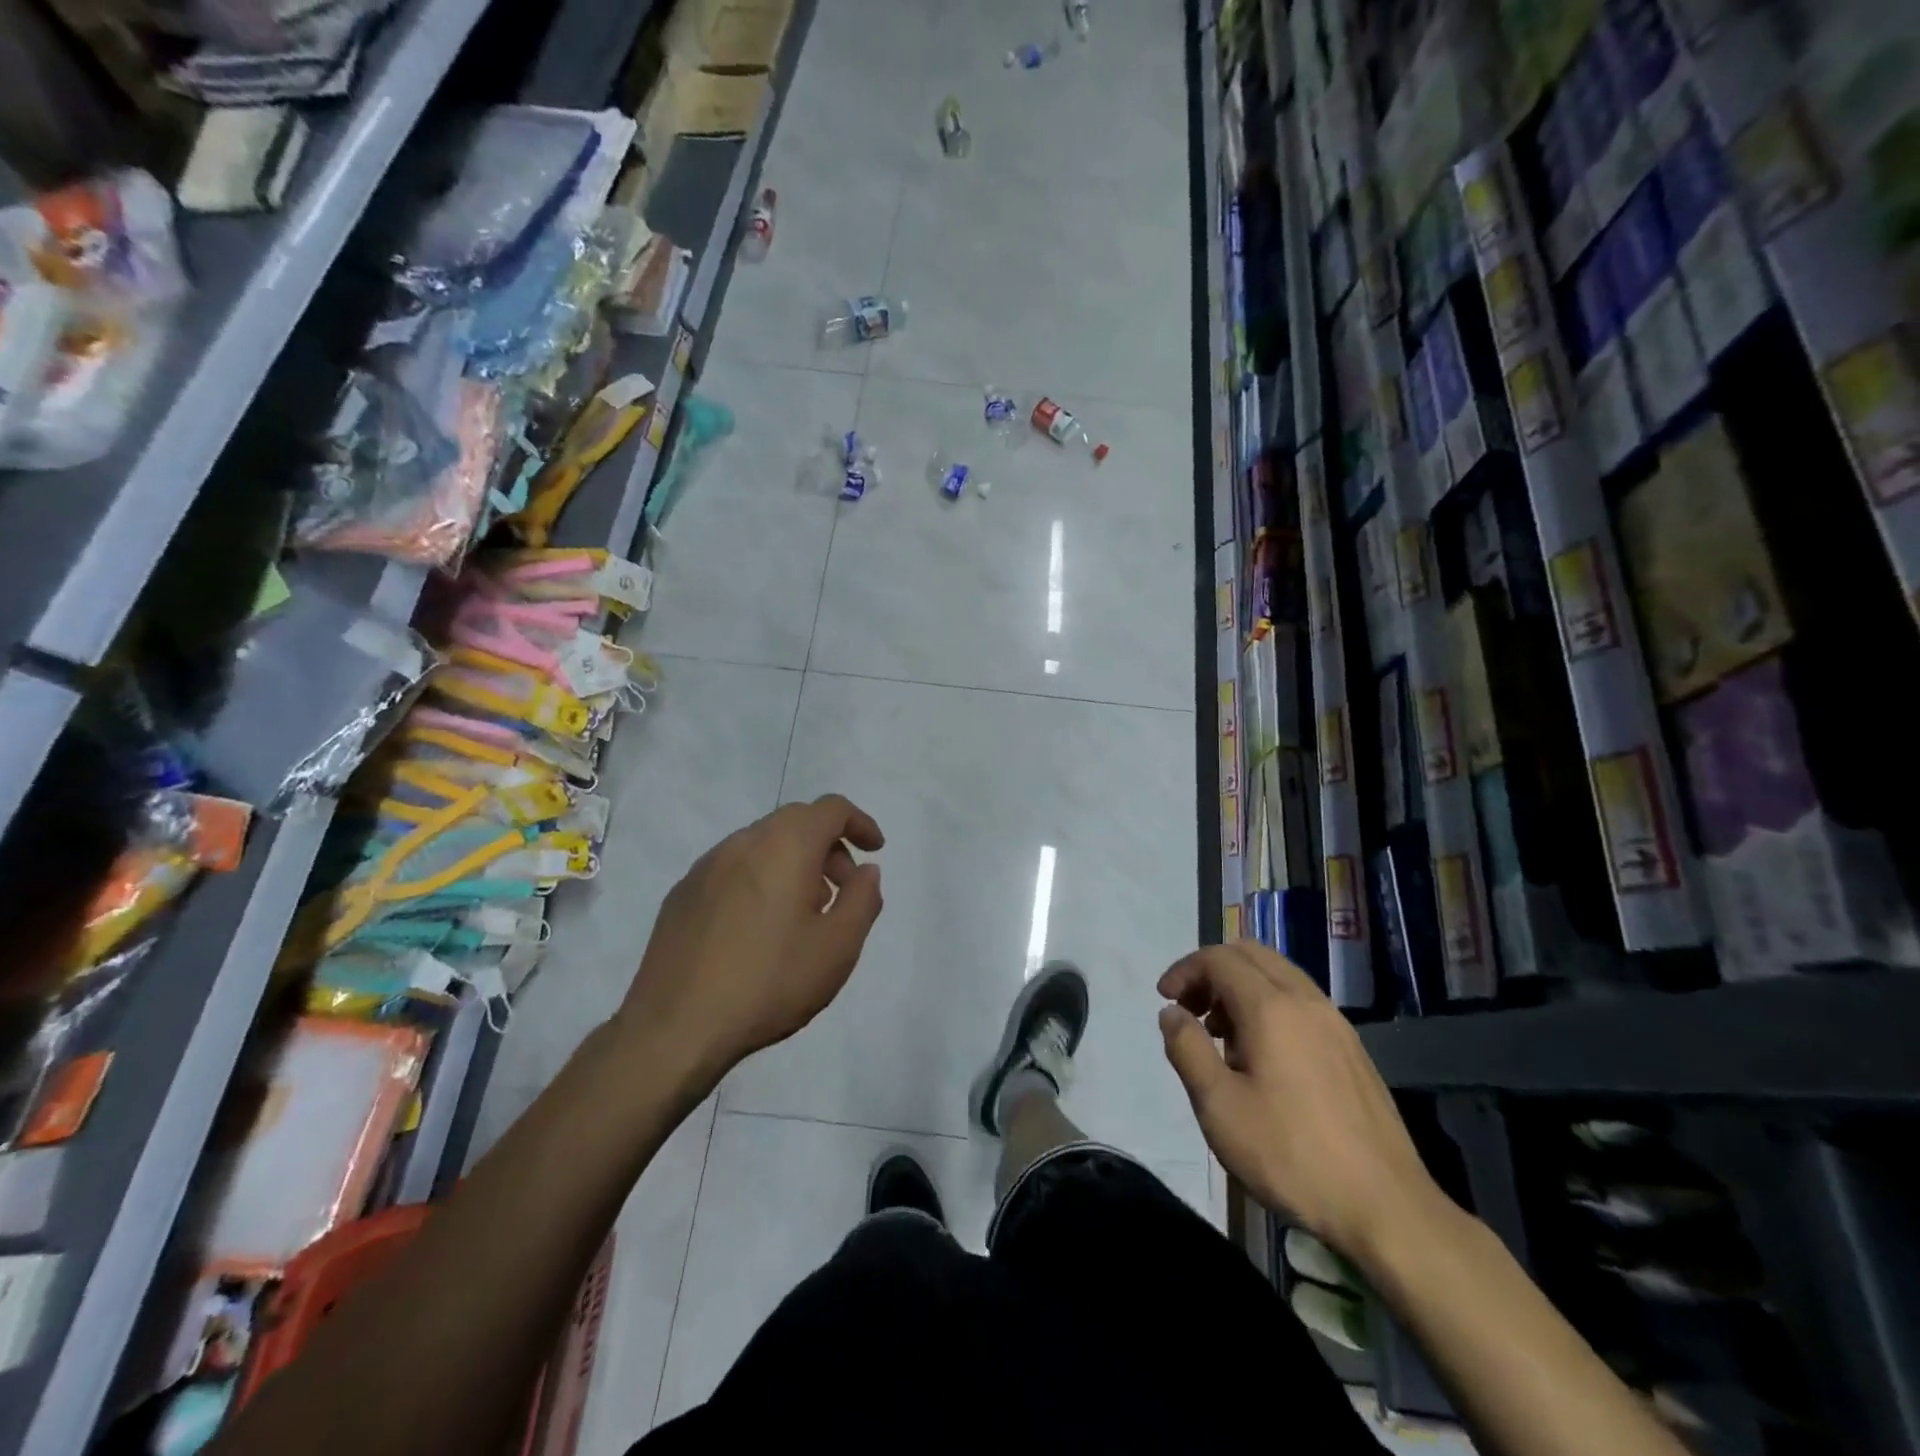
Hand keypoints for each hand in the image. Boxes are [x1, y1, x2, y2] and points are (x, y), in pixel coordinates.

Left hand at [614, 795, 883, 1090]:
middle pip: (796, 822)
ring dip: (793, 863)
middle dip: (828, 846)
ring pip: (762, 844)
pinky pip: (733, 869)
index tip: (875, 850)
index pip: (830, 809)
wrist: (675, 1028)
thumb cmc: (769, 982)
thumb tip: (866, 871)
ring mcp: (706, 867)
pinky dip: (760, 879)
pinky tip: (758, 928)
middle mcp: (743, 843)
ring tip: (802, 913)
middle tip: (842, 889)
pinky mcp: (682, 894)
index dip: (860, 823)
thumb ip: (863, 899)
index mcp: (785, 846)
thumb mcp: (838, 947)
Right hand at [1157, 941, 1445, 1267]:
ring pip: (1278, 975)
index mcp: (1271, 1007)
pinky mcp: (1352, 1049)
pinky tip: (1262, 1058)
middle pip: (1251, 955)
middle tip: (1190, 1009)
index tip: (1164, 1000)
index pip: (1218, 959)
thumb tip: (1171, 1013)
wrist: (1386, 1208)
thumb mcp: (1218, 1106)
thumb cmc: (1290, 1155)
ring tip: (1220, 1037)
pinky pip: (1301, 1002)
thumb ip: (1187, 1049)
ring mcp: (1336, 1024)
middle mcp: (1306, 1001)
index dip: (1184, 970)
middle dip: (1212, 971)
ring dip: (1241, 987)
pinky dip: (1269, 1006)